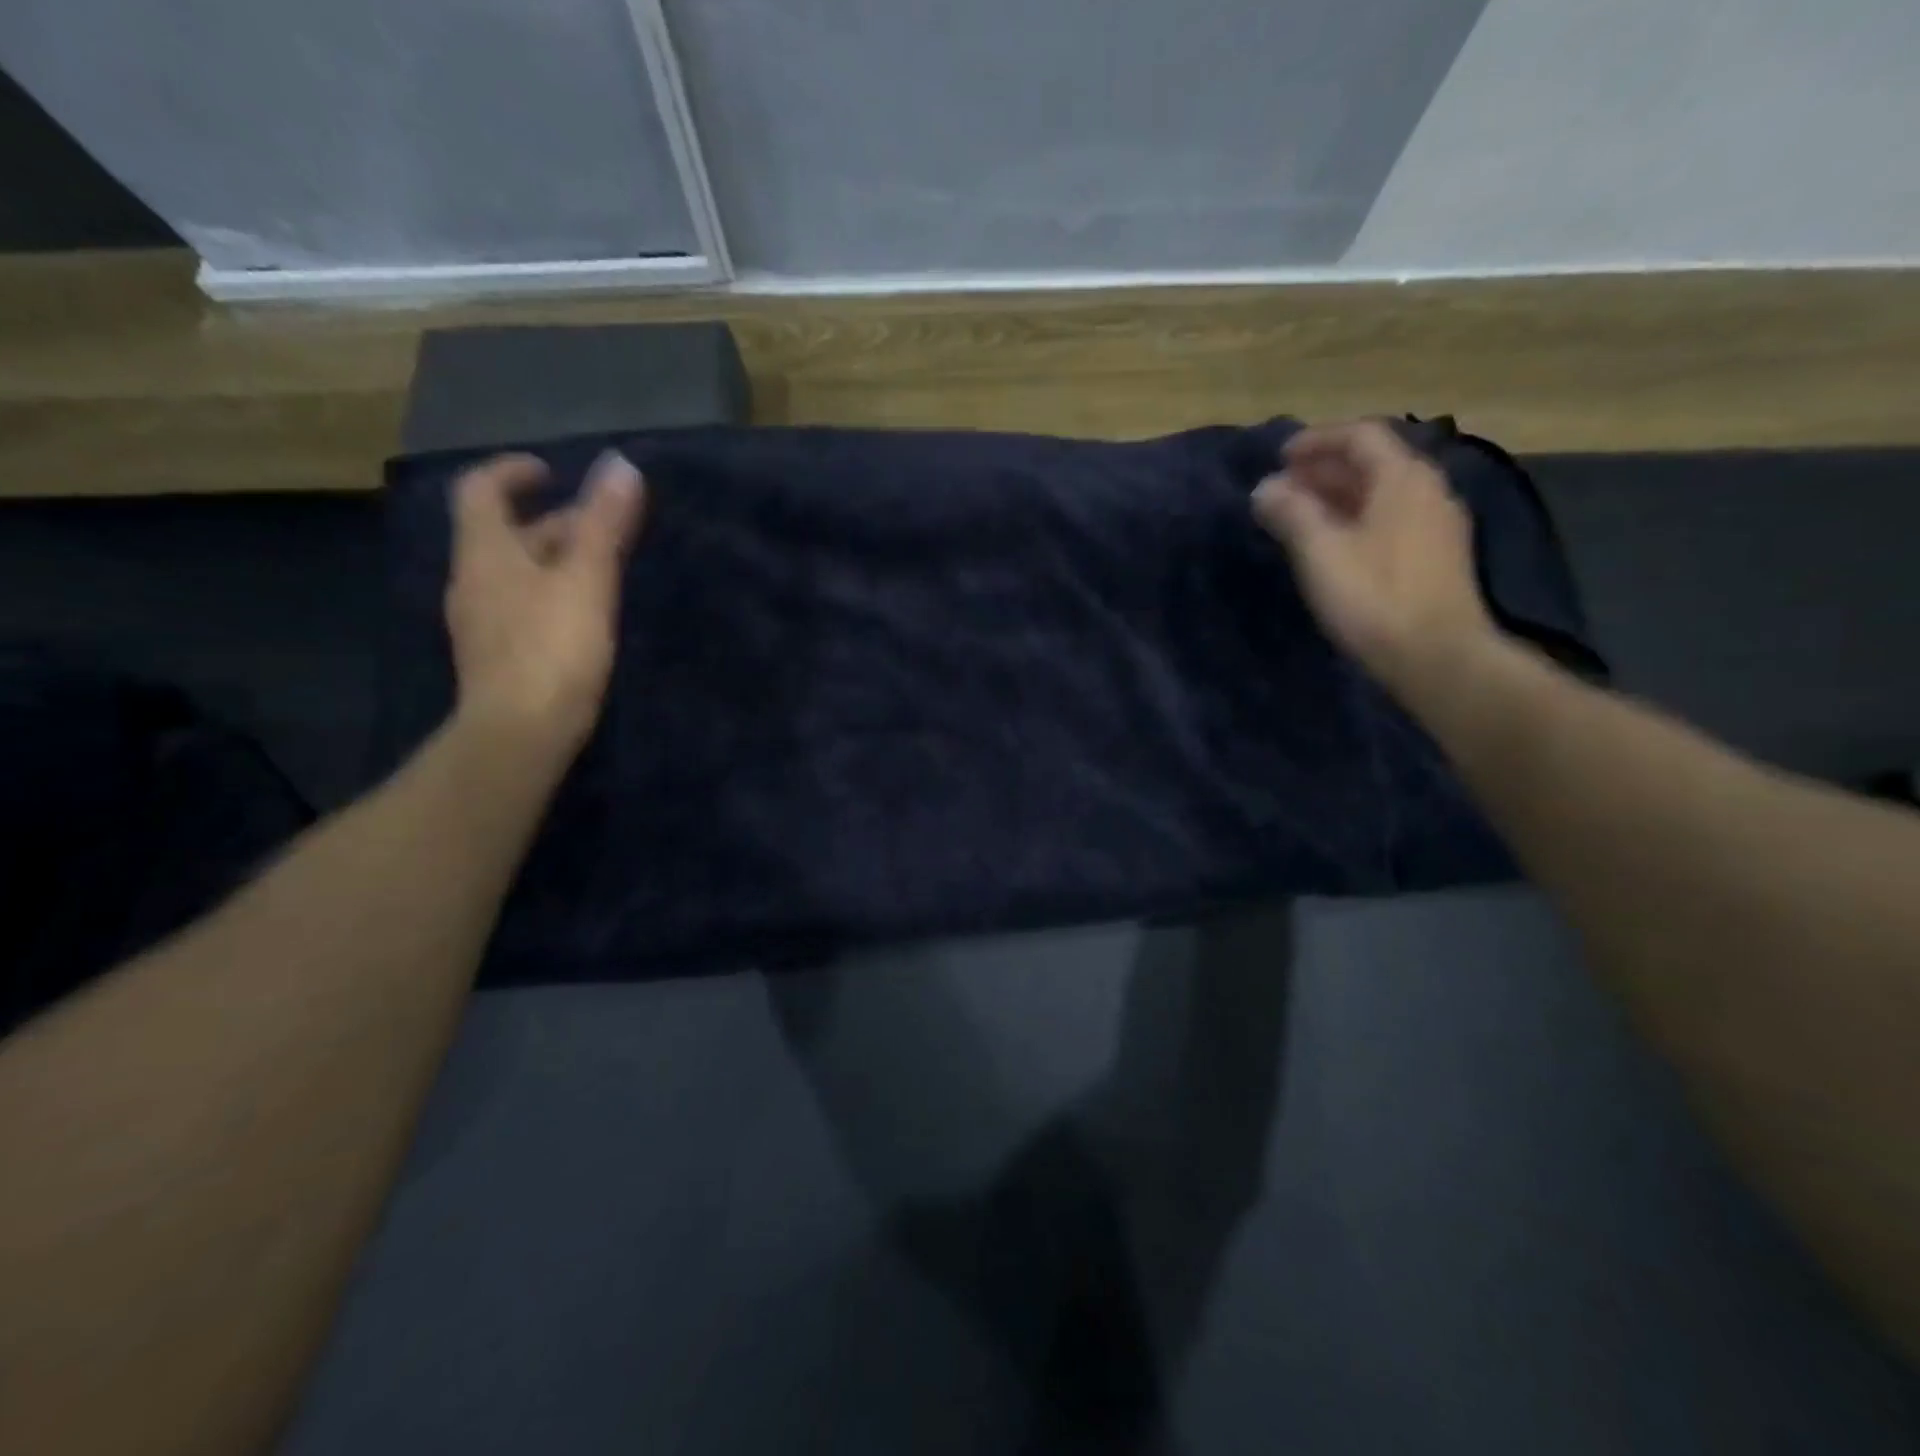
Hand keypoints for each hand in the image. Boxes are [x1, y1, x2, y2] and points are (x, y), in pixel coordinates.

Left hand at [445, 451, 646, 764]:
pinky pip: (522, 607)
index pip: (482, 490)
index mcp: (487, 553)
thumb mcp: (587, 580)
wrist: (521, 734)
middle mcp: (474, 581)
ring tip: (600, 568)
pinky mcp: (499, 658)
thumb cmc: (553, 648)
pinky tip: (583, 615)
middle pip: (505, 535)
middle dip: (551, 522)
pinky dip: (550, 594)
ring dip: (553, 560)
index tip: (551, 471)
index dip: (512, 472)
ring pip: (516, 574)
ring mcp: (482, 623)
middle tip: (601, 526)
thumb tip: (621, 464)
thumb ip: (604, 524)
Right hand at [1252, 420, 1499, 703]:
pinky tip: (1332, 545)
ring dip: (1338, 497)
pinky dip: (1355, 519)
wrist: (1436, 656)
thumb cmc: (1374, 597)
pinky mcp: (1435, 557)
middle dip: (1323, 470)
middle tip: (1282, 489)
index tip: (1279, 458)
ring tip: (1299, 517)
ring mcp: (1436, 525)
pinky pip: (1389, 520)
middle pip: (1373, 463)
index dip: (1317, 440)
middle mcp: (1427, 490)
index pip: (1360, 436)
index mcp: (1403, 478)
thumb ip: (1291, 512)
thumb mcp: (1320, 551)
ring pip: (1381, 494)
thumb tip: (1266, 488)